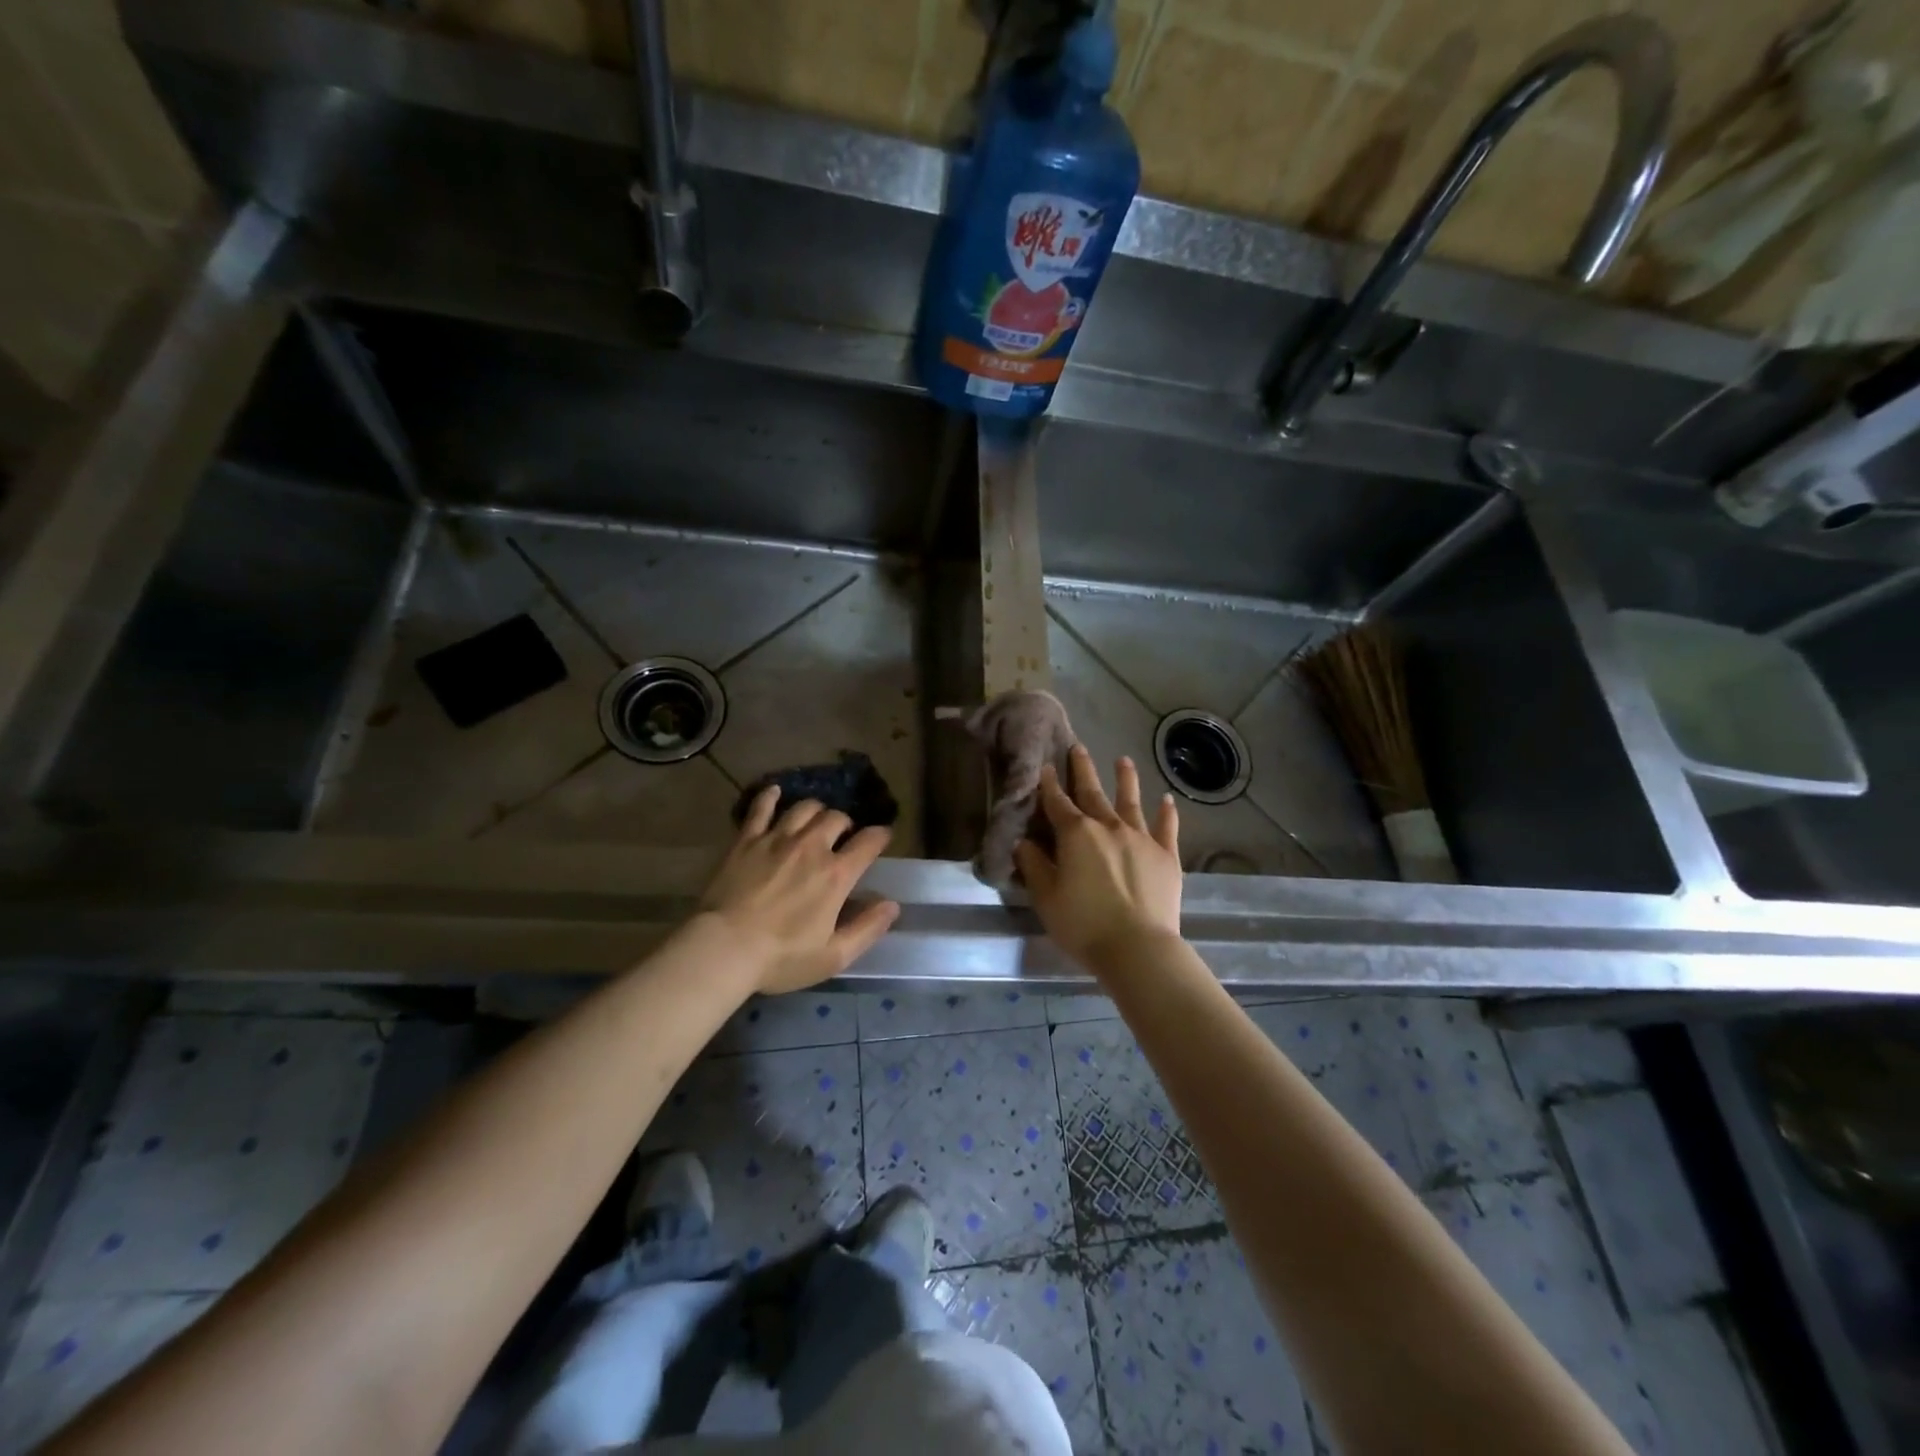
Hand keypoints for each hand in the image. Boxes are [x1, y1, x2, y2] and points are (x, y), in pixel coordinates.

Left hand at [698, 789, 900, 993]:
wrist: (723, 948)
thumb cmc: (781, 958)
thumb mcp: (834, 956)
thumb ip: (867, 929)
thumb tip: (892, 905)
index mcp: (836, 875)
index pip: (869, 842)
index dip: (880, 835)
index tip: (883, 836)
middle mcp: (811, 847)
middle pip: (836, 817)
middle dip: (845, 823)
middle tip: (842, 835)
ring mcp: (776, 839)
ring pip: (804, 808)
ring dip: (816, 810)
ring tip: (815, 820)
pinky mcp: (746, 840)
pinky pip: (760, 808)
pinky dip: (770, 797)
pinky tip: (774, 792)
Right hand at [1014, 746, 1182, 974]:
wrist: (1137, 947)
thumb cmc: (1083, 924)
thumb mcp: (1045, 897)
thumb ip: (1033, 864)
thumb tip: (1023, 842)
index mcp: (1076, 834)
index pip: (1057, 802)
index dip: (1049, 784)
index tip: (1046, 766)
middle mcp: (1109, 826)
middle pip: (1093, 792)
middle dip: (1083, 769)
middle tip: (1078, 747)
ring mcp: (1141, 838)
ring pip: (1131, 801)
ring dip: (1126, 779)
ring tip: (1123, 760)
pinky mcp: (1167, 855)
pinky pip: (1167, 827)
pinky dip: (1167, 812)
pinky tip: (1167, 800)